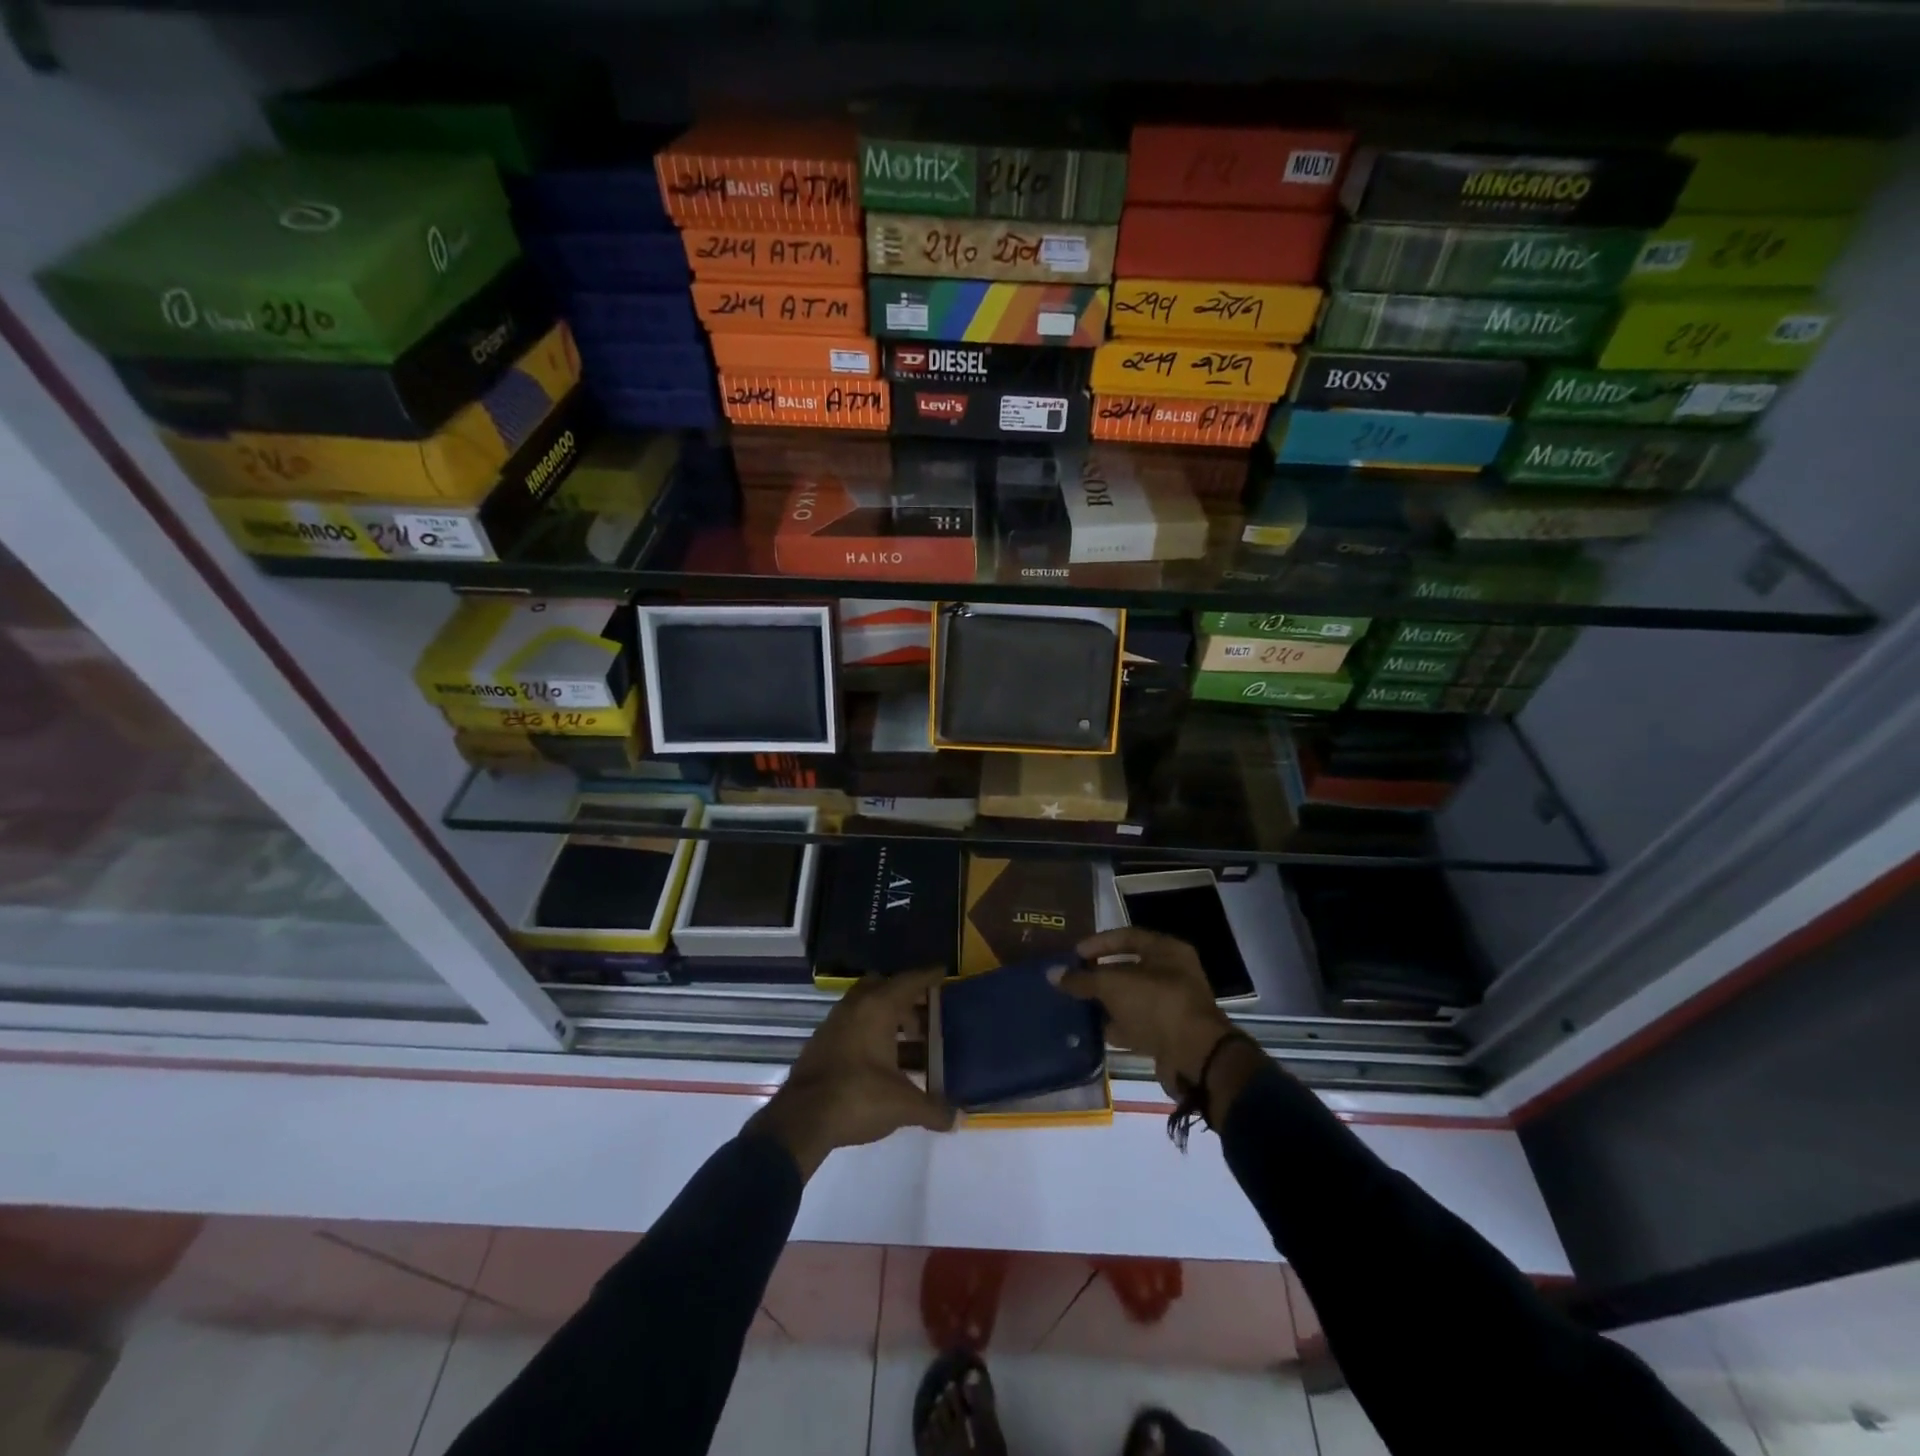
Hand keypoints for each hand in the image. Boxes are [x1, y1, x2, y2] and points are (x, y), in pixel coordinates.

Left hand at [747, 968, 954, 1178]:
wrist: (800, 1120)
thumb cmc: (857, 1097)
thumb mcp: (902, 1105)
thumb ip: (933, 1109)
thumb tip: (959, 1118)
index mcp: (877, 1008)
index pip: (908, 981)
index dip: (928, 977)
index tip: (943, 972)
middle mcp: (855, 1007)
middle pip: (884, 987)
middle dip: (905, 998)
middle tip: (926, 1016)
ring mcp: (834, 1023)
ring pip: (866, 1007)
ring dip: (887, 1018)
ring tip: (909, 1043)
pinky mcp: (821, 1043)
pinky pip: (853, 1026)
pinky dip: (870, 1033)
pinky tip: (882, 1061)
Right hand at [1061, 928, 1261, 1113]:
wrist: (1195, 1057)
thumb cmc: (1156, 1005)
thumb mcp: (1114, 985)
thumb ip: (1083, 979)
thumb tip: (1052, 974)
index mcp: (1167, 951)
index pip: (1127, 936)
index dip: (1099, 943)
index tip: (1074, 955)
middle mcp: (1173, 973)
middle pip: (1129, 967)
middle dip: (1100, 974)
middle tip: (1074, 979)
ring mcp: (1172, 1005)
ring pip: (1132, 997)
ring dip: (1108, 1002)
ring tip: (1078, 1004)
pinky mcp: (1168, 1033)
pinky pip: (1137, 1023)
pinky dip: (1117, 1025)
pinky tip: (1095, 1029)